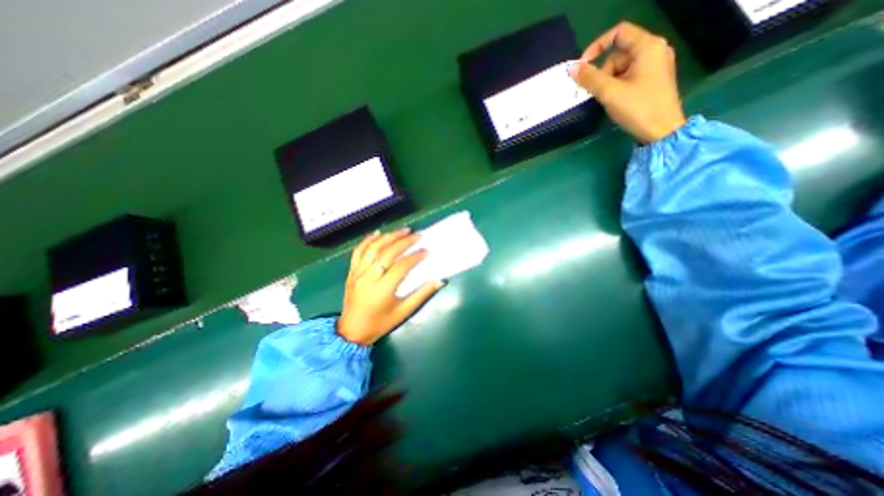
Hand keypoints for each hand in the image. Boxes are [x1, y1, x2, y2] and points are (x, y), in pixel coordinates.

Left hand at [336, 229, 444, 342]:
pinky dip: (367, 240)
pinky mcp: (351, 272)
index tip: (427, 251)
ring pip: (372, 248)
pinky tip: (377, 233)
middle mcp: (368, 278)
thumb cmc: (380, 323)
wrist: (352, 331)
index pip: (401, 266)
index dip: (415, 257)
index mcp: (382, 290)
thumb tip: (439, 280)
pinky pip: (358, 252)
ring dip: (388, 237)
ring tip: (403, 230)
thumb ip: (422, 295)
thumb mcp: (404, 312)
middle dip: (403, 242)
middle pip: (387, 253)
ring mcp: (357, 273)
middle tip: (417, 235)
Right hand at [570, 21, 685, 143]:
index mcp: (648, 46)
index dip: (597, 46)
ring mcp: (655, 65)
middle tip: (599, 93)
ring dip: (609, 82)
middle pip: (618, 54)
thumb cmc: (638, 108)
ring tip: (609, 100)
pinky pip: (628, 76)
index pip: (619, 33)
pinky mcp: (653, 79)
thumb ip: (589, 78)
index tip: (582, 66)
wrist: (661, 131)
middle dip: (603, 72)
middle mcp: (654, 50)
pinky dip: (617, 86)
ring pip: (621, 67)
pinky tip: (617, 101)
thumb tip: (571, 68)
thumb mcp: (610, 93)